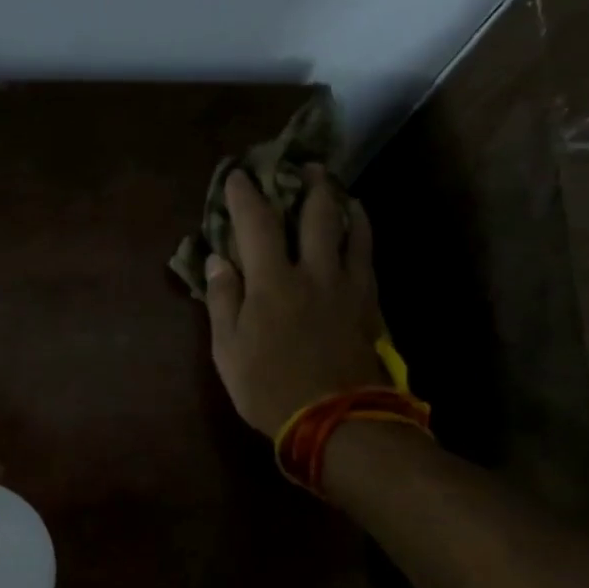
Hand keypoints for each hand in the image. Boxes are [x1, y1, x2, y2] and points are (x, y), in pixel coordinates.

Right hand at [205, 165, 385, 437]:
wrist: (337, 421)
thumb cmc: (270, 388)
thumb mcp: (228, 351)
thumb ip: (223, 300)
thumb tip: (218, 259)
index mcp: (272, 281)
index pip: (256, 223)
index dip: (244, 194)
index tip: (238, 175)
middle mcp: (314, 271)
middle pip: (316, 213)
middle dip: (307, 183)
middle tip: (303, 166)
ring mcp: (348, 286)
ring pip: (352, 228)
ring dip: (342, 202)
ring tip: (336, 189)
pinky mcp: (370, 304)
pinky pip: (369, 257)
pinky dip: (362, 234)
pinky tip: (359, 230)